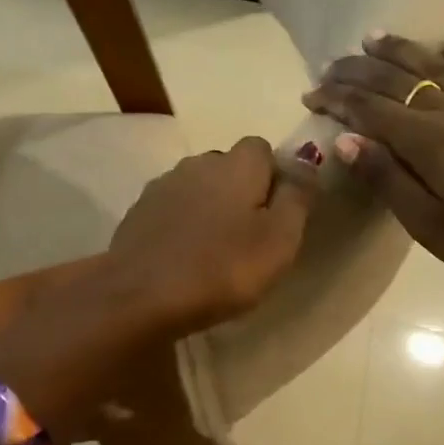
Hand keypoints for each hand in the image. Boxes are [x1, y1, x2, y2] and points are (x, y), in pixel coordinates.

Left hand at [104, 137, 317, 333]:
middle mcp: (198, 163)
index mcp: (236, 164)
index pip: (262, 149)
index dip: (273, 177)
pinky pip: (172, 210)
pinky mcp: (138, 212)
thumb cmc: (221, 269)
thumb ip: (297, 197)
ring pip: (198, 188)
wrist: (140, 295)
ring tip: (213, 250)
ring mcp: (163, 186)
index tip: (277, 215)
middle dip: (241, 192)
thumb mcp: (279, 240)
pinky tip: (183, 256)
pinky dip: (181, 225)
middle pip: (228, 167)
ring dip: (209, 208)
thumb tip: (305, 159)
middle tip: (248, 238)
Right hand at [301, 34, 443, 295]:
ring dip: (403, 50)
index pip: (370, 109)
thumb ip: (389, 179)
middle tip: (331, 63)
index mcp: (428, 142)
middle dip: (359, 70)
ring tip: (374, 37)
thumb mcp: (431, 226)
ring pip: (440, 66)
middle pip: (399, 80)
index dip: (338, 98)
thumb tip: (345, 140)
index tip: (311, 93)